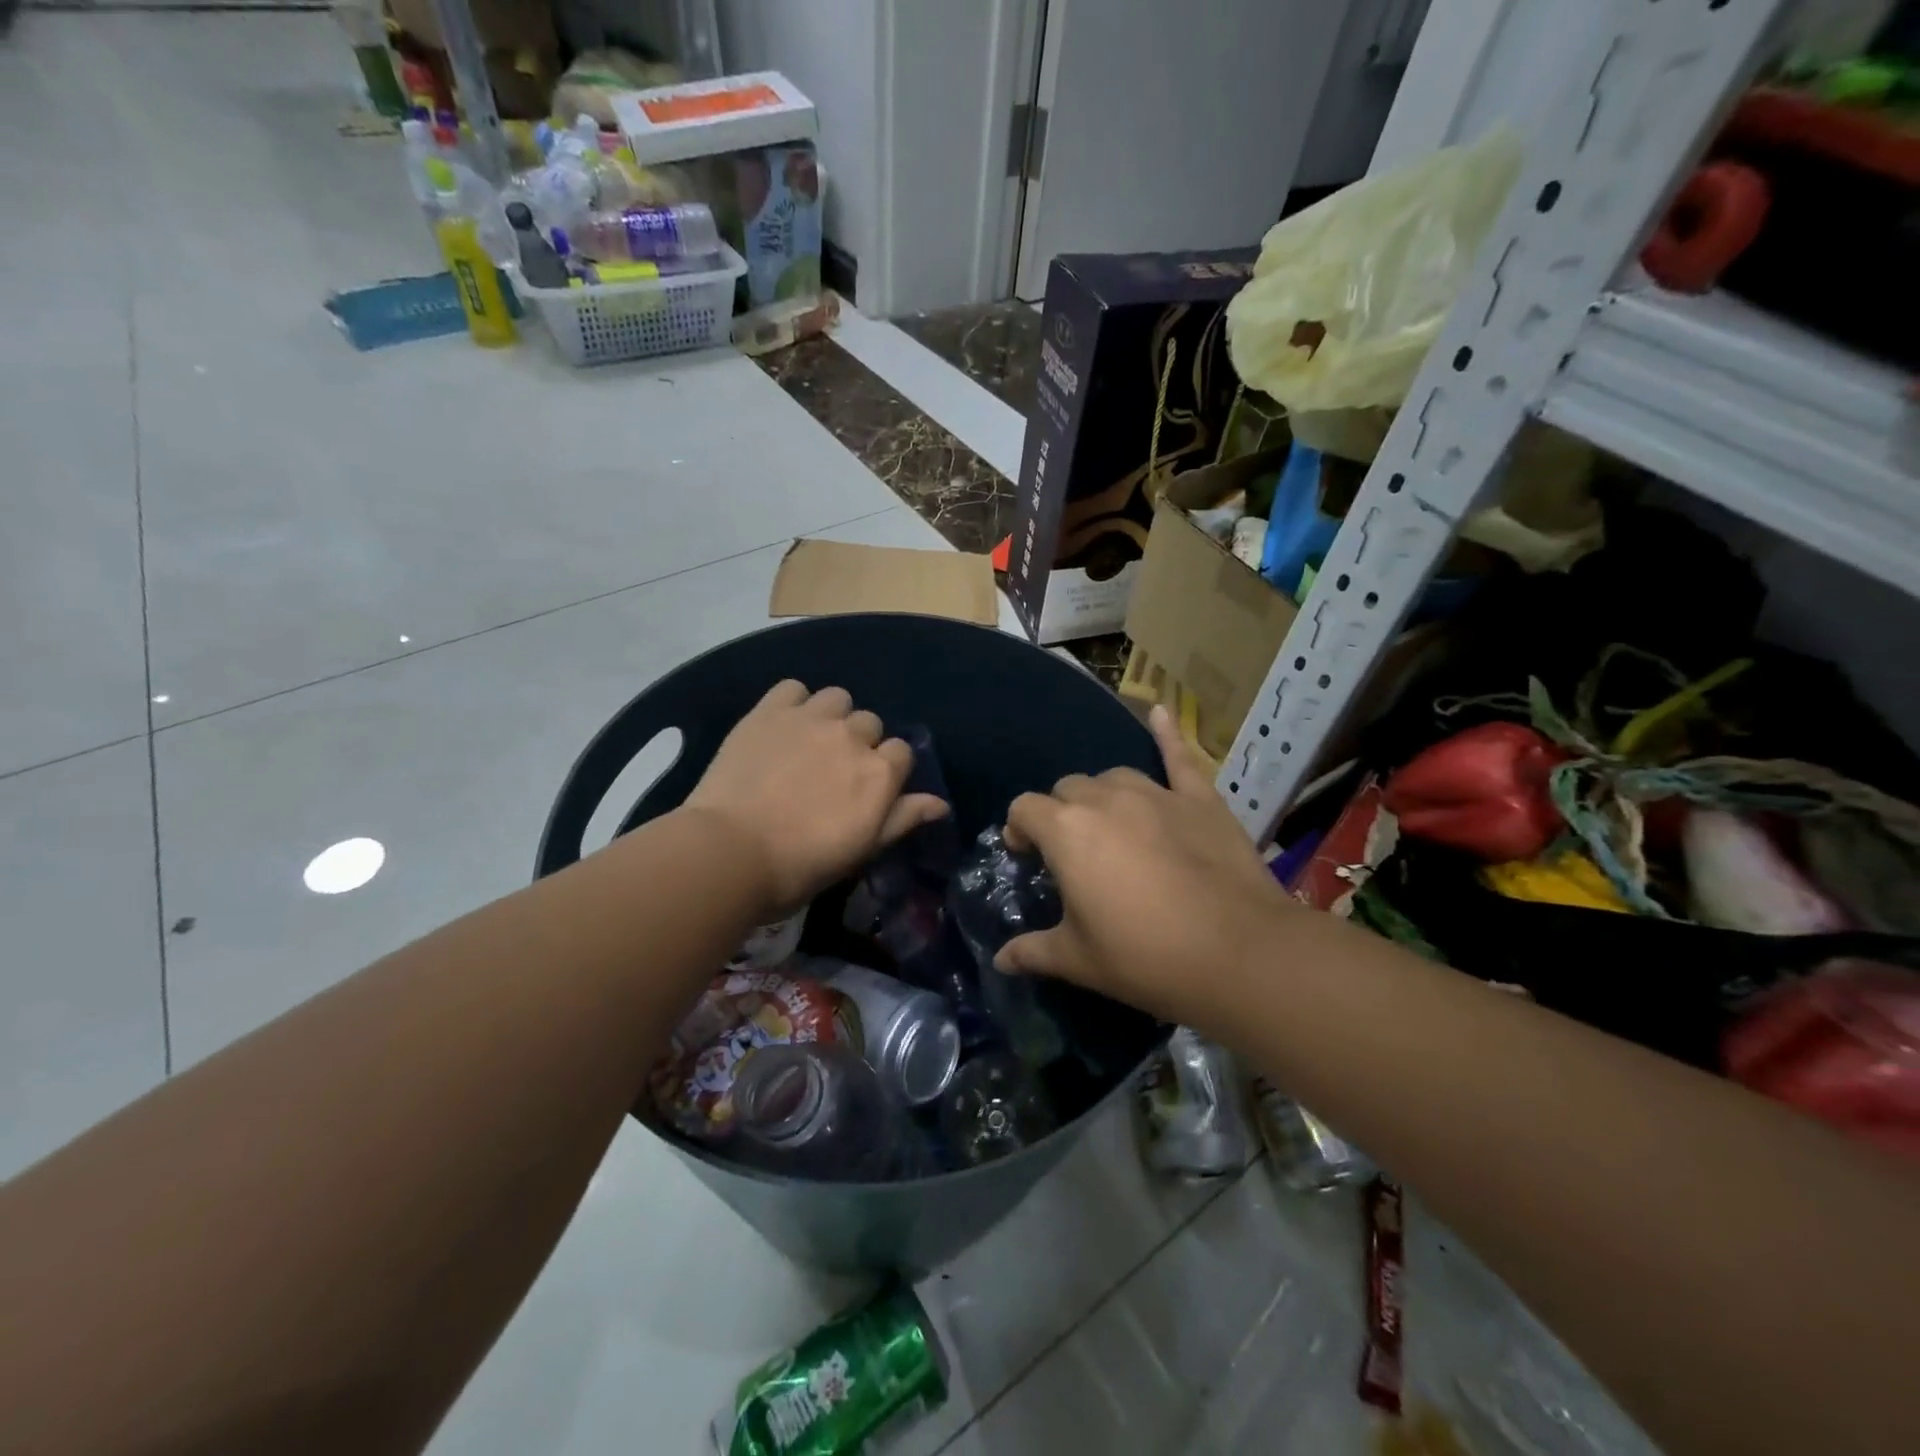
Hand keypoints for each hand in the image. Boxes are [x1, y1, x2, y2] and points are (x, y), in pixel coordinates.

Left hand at [684, 681, 947, 912]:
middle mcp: (853, 736)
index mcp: (881, 772)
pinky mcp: (770, 711)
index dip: (886, 769)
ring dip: (831, 717)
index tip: (865, 789)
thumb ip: (903, 818)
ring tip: (809, 742)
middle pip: (870, 724)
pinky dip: (793, 703)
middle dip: (858, 743)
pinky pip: (793, 688)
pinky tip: (782, 725)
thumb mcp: (862, 849)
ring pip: (837, 699)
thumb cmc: (802, 864)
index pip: (901, 753)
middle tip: (832, 771)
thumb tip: (940, 804)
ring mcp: (811, 718)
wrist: (731, 852)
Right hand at [996, 706, 1296, 1027]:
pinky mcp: (1199, 798)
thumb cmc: (1146, 957)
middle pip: (1067, 789)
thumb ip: (1033, 952)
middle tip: (1073, 854)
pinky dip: (1167, 735)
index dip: (1019, 830)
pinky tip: (1161, 713)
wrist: (1239, 953)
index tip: (1027, 857)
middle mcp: (1105, 799)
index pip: (1025, 809)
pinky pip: (1178, 756)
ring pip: (1113, 777)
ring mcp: (1155, 793)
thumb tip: (1000, 960)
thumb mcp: (1079, 961)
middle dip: (1060, 814)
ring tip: (1111, 826)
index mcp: (1066, 831)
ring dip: (1102, 796)